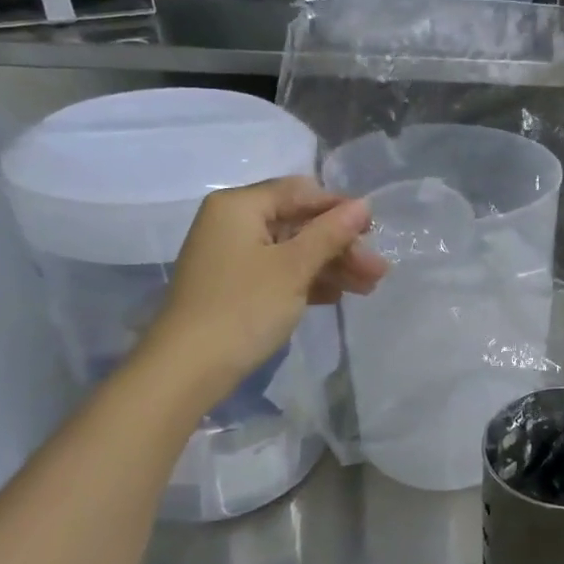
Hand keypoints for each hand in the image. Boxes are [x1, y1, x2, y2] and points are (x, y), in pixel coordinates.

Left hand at [143, 177, 387, 404]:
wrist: (186, 370)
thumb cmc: (243, 308)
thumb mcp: (294, 267)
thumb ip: (331, 233)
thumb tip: (364, 204)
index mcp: (240, 206)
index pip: (301, 192)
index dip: (340, 208)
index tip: (374, 231)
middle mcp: (233, 223)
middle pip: (300, 222)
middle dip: (341, 245)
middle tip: (377, 270)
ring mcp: (233, 256)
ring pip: (294, 250)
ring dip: (332, 265)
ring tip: (369, 287)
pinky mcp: (236, 285)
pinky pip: (280, 271)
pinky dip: (309, 281)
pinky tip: (339, 296)